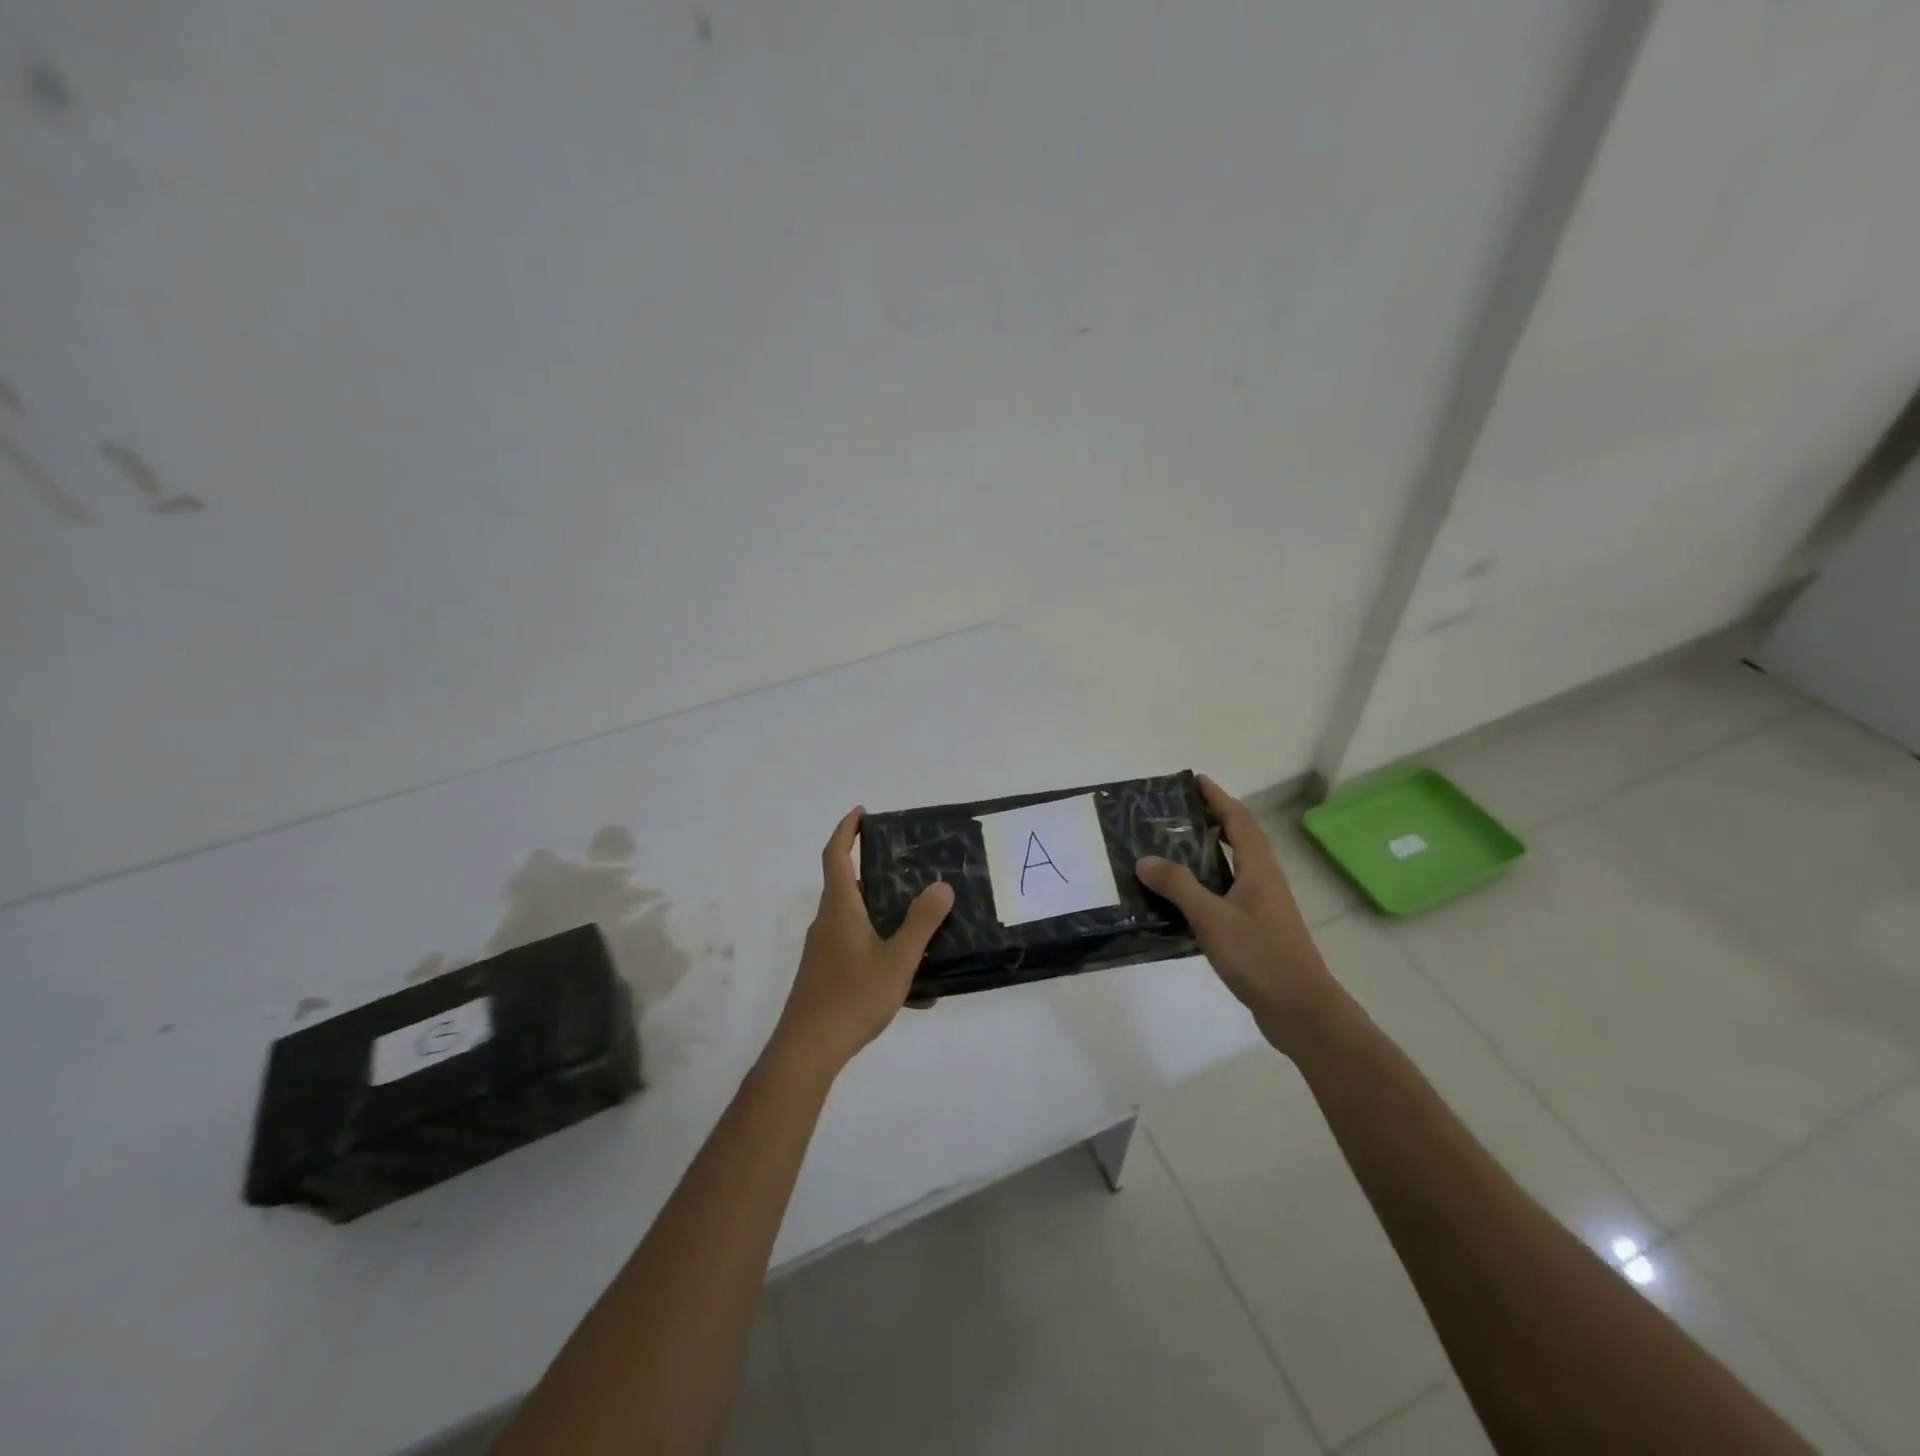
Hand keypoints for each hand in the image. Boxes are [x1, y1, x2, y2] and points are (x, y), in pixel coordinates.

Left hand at [771, 807, 955, 1076]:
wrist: (807, 1050)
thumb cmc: (852, 996)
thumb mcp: (897, 959)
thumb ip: (921, 922)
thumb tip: (941, 886)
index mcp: (840, 907)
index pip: (836, 855)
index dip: (846, 830)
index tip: (862, 812)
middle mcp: (827, 922)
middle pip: (848, 886)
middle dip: (878, 875)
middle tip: (911, 871)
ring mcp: (823, 950)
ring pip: (856, 921)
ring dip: (885, 918)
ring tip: (922, 929)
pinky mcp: (825, 975)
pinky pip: (857, 951)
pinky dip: (883, 955)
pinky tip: (915, 990)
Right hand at [1136, 775, 1340, 1054]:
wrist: (1301, 1011)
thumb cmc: (1260, 957)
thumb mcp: (1212, 918)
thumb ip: (1178, 886)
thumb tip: (1144, 859)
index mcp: (1258, 869)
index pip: (1238, 820)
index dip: (1218, 798)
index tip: (1194, 781)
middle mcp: (1264, 881)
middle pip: (1239, 839)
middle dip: (1211, 820)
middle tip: (1174, 814)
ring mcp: (1263, 907)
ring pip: (1234, 867)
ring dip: (1208, 853)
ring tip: (1171, 849)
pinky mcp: (1257, 930)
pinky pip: (1228, 894)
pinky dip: (1207, 885)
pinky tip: (1182, 899)